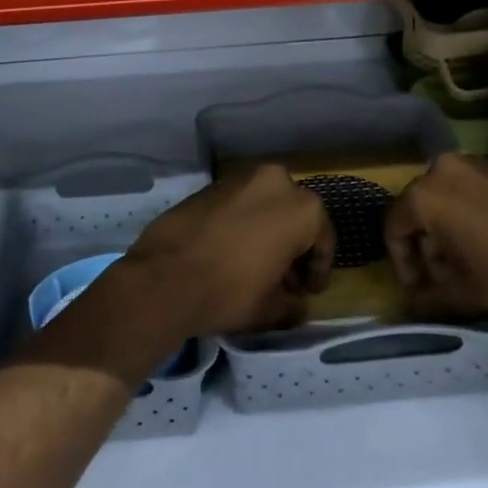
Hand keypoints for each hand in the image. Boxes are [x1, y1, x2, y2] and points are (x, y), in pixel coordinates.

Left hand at [120, 163, 333, 338]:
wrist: (164, 277)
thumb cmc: (229, 291)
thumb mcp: (271, 309)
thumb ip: (293, 304)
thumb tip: (298, 305)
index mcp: (302, 208)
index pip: (323, 240)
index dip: (318, 270)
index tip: (308, 292)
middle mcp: (276, 182)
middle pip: (294, 216)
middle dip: (293, 245)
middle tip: (285, 278)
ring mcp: (241, 178)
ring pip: (266, 205)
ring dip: (268, 230)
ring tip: (257, 264)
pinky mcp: (211, 184)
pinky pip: (240, 203)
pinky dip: (243, 222)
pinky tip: (231, 249)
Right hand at [385, 154, 487, 341]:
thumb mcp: (466, 293)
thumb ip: (429, 298)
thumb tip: (409, 306)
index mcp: (426, 194)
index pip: (394, 226)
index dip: (401, 261)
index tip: (418, 287)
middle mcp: (443, 168)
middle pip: (419, 208)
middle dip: (426, 244)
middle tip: (443, 275)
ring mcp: (475, 163)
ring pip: (446, 197)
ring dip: (448, 228)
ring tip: (469, 261)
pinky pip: (471, 189)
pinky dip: (471, 213)